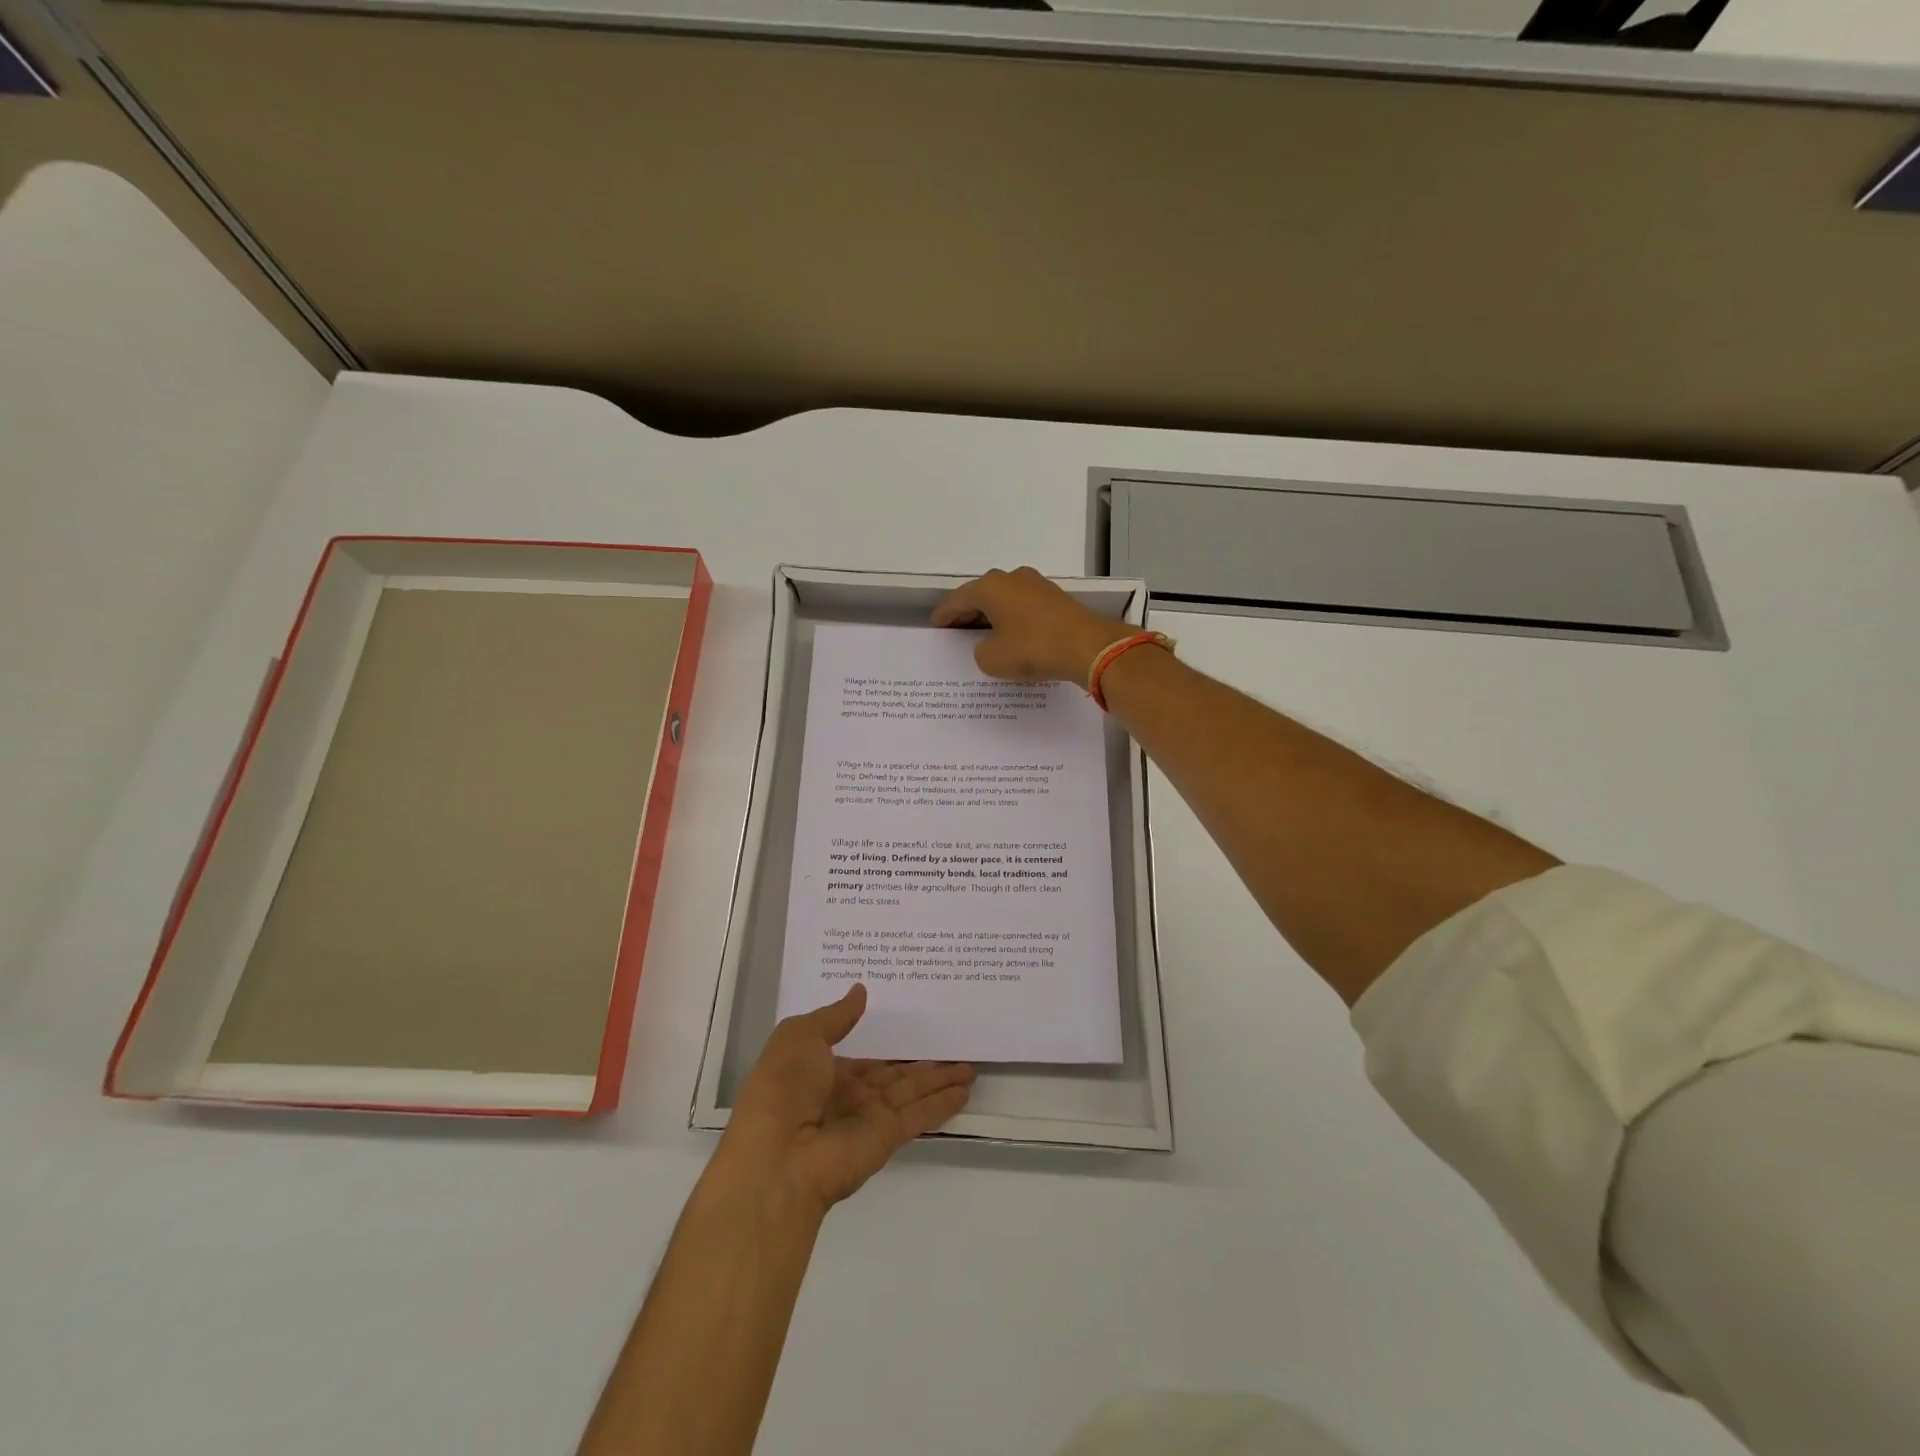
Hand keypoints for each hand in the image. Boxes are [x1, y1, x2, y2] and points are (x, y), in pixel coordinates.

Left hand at [719, 985, 974, 1215]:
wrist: (777, 1157)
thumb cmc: (781, 1087)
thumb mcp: (799, 1036)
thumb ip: (834, 1016)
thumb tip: (860, 990)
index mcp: (824, 1071)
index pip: (863, 1053)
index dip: (887, 1040)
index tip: (911, 1021)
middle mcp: (849, 1094)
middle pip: (894, 1073)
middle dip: (922, 1062)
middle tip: (952, 1043)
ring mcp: (870, 1117)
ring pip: (913, 1091)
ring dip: (940, 1080)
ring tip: (970, 1067)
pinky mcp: (888, 1136)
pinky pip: (921, 1115)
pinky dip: (943, 1103)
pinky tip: (965, 1090)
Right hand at [932, 566, 1133, 684]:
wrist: (1088, 647)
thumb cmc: (1033, 649)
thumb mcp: (992, 659)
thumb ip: (980, 651)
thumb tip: (990, 645)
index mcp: (991, 586)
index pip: (958, 599)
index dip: (945, 614)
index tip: (936, 624)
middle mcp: (1012, 578)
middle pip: (982, 595)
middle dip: (968, 612)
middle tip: (956, 630)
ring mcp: (1037, 585)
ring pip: (1005, 599)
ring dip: (992, 615)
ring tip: (982, 634)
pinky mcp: (1056, 599)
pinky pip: (1023, 607)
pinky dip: (1012, 619)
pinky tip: (1011, 635)